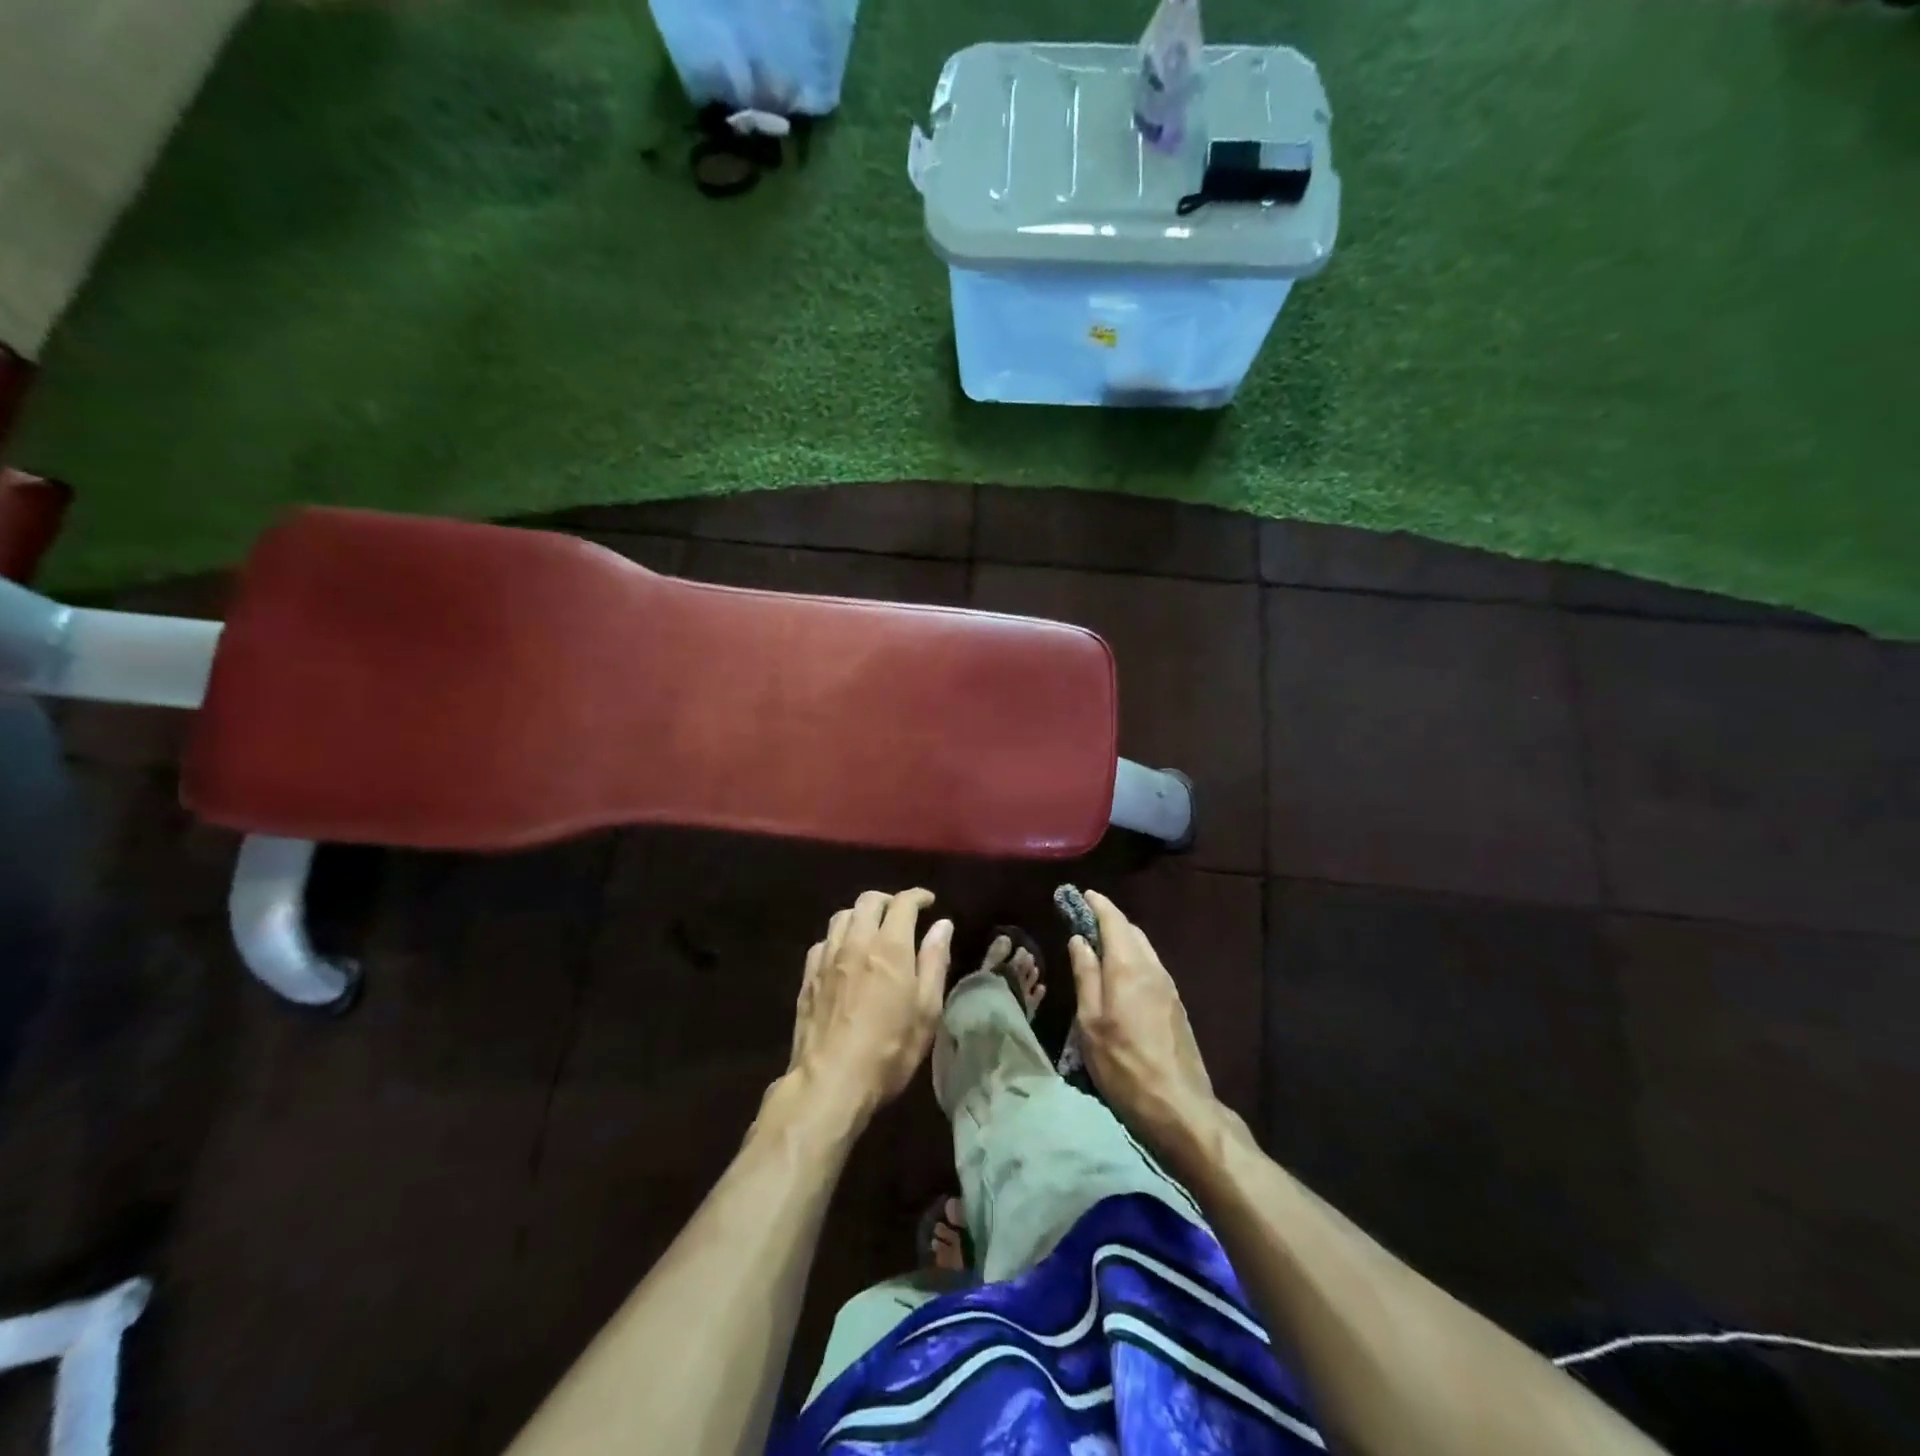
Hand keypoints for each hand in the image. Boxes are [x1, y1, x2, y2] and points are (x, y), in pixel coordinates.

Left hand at [787, 889, 953, 1121]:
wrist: (830, 1081)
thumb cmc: (889, 1050)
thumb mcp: (926, 1011)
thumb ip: (934, 962)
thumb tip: (942, 926)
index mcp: (890, 947)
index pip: (902, 903)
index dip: (917, 896)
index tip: (928, 902)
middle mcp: (856, 942)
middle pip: (868, 901)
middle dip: (888, 900)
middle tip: (901, 914)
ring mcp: (827, 958)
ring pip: (842, 916)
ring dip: (860, 915)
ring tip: (871, 929)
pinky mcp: (808, 976)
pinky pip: (823, 942)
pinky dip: (838, 938)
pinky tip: (844, 955)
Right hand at [1068, 890, 1219, 1150]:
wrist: (1179, 1107)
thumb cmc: (1124, 1065)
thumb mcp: (1091, 1022)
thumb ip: (1086, 976)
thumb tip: (1079, 940)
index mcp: (1128, 967)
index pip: (1113, 921)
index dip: (1096, 905)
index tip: (1079, 894)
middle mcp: (1152, 968)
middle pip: (1131, 931)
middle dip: (1108, 919)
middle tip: (1083, 918)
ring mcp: (1169, 987)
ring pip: (1144, 948)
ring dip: (1122, 938)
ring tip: (1098, 943)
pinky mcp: (1176, 1005)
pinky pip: (1151, 966)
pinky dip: (1133, 956)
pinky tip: (1120, 973)